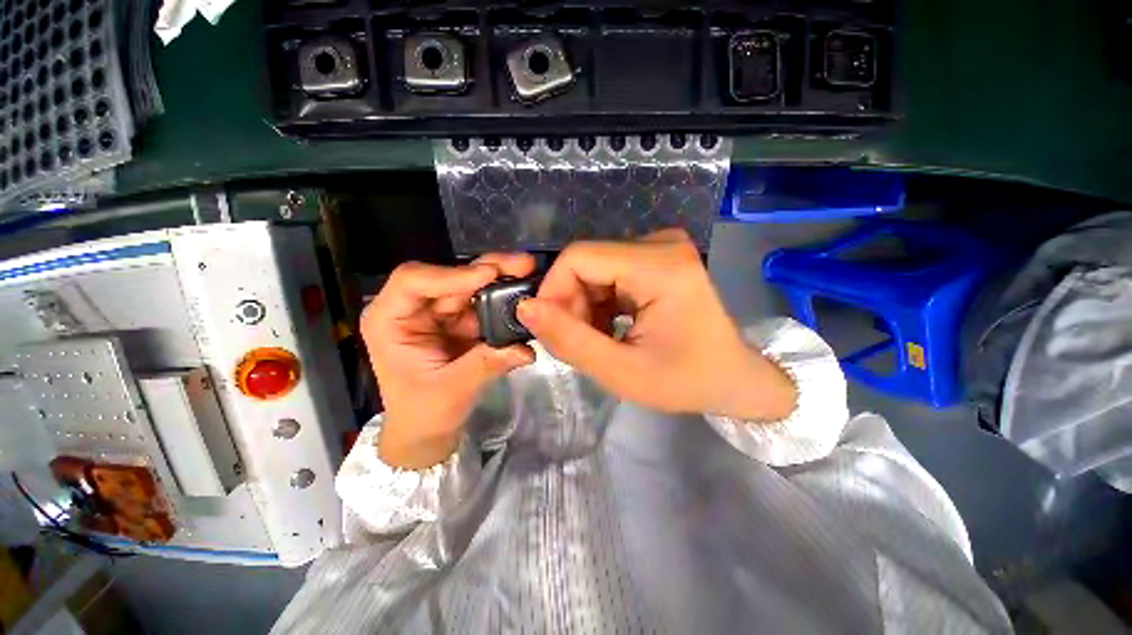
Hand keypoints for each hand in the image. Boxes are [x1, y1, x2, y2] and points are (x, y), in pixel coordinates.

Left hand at [361, 255, 535, 468]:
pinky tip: (524, 297)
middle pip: (450, 278)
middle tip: (523, 264)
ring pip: (471, 287)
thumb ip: (487, 364)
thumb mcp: (451, 390)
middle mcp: (414, 309)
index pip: (413, 281)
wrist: (427, 430)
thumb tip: (525, 349)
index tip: (488, 276)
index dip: (451, 275)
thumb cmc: (423, 413)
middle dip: (487, 269)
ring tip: (530, 275)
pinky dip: (504, 302)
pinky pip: (484, 305)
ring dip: (501, 281)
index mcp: (391, 320)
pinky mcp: (461, 322)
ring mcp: (440, 314)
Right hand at [517, 229, 794, 420]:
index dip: (553, 291)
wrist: (732, 378)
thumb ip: (569, 340)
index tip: (551, 329)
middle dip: (570, 304)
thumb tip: (525, 307)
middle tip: (578, 342)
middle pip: (586, 262)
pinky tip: (610, 328)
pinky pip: (609, 273)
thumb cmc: (685, 381)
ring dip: (584, 306)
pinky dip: (600, 303)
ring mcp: (661, 248)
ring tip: (597, 340)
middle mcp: (661, 244)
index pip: (578, 257)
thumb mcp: (621, 372)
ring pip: (594, 269)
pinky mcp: (657, 258)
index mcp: (660, 265)